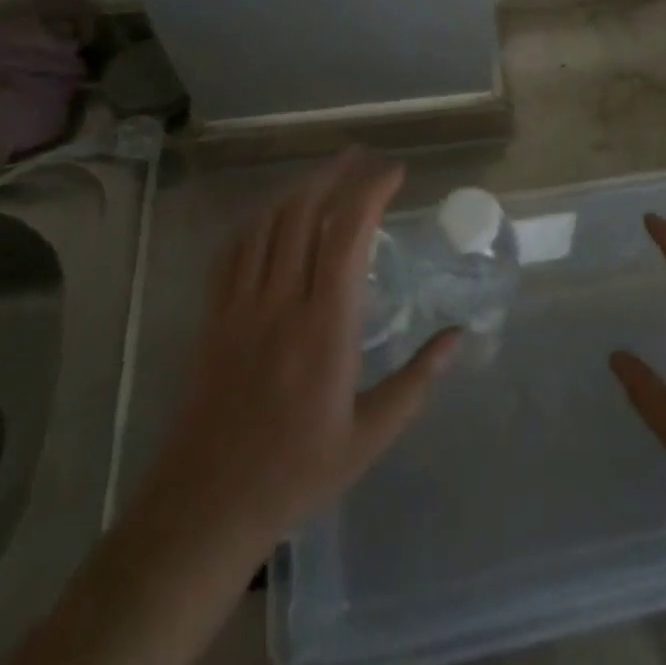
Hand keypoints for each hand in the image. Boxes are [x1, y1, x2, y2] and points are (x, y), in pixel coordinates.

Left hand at [149, 149, 459, 550]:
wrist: (206, 507)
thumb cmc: (297, 473)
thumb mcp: (371, 435)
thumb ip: (418, 380)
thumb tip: (459, 335)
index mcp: (325, 327)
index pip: (348, 235)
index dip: (371, 192)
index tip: (394, 173)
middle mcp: (281, 302)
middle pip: (303, 213)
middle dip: (335, 174)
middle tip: (361, 157)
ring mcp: (240, 307)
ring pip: (266, 224)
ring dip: (297, 189)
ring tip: (325, 175)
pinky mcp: (212, 318)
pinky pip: (232, 251)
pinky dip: (256, 220)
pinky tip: (271, 215)